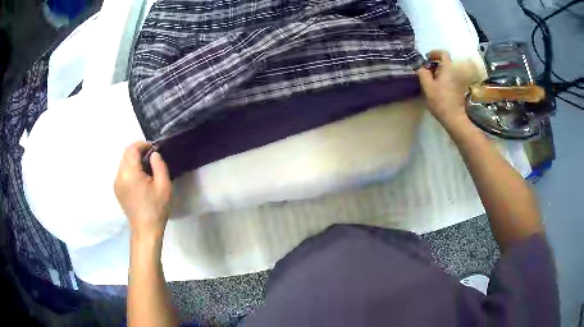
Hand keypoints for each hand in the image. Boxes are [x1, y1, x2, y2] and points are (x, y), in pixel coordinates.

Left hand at [114, 141, 171, 238]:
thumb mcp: (164, 185)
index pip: (132, 149)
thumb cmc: (156, 208)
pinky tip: (140, 179)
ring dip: (134, 160)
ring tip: (147, 170)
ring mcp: (116, 183)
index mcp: (130, 173)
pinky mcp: (117, 189)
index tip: (154, 150)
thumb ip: (159, 165)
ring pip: (123, 162)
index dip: (143, 145)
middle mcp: (119, 175)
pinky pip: (122, 172)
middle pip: (126, 154)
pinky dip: (130, 169)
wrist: (145, 230)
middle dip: (138, 151)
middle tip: (152, 159)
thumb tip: (154, 154)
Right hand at [418, 50, 468, 126]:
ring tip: (430, 80)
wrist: (454, 118)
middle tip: (426, 71)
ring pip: (447, 72)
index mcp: (448, 69)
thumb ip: (423, 74)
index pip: (443, 53)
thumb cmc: (440, 101)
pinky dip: (443, 80)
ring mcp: (458, 82)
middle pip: (445, 63)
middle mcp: (455, 73)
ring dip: (438, 73)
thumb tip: (422, 68)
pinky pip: (449, 79)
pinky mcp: (458, 90)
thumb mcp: (427, 86)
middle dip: (435, 64)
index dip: (435, 53)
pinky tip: (437, 88)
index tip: (427, 59)